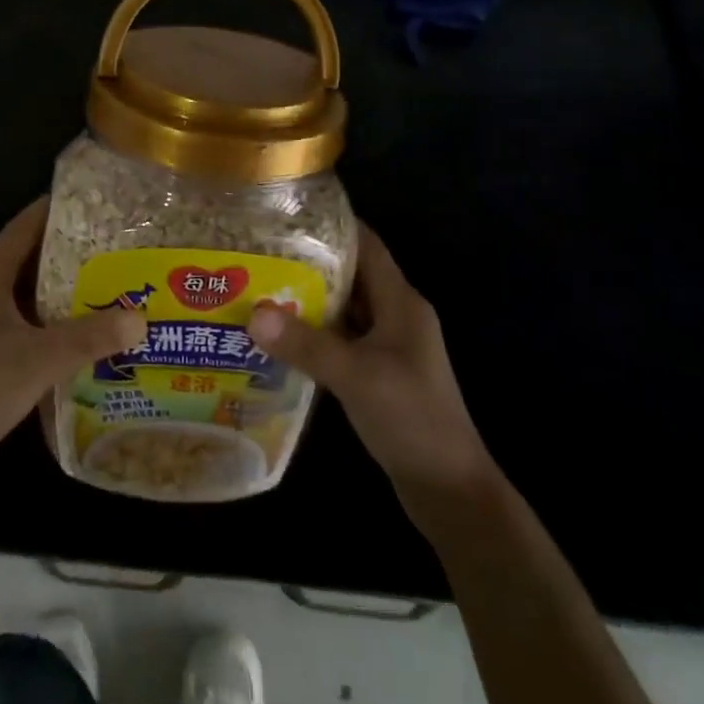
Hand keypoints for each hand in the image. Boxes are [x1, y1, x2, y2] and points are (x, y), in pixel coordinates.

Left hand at [0, 199, 147, 485]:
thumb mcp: (40, 359)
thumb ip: (91, 337)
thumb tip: (141, 318)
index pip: (24, 226)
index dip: (56, 210)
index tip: (94, 201)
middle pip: (29, 254)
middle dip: (70, 247)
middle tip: (113, 242)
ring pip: (28, 287)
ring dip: (63, 282)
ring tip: (108, 276)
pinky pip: (25, 313)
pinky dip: (52, 312)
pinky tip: (84, 322)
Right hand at [248, 224, 491, 501]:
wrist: (450, 489)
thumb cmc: (412, 419)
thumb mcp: (356, 377)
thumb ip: (306, 344)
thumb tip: (253, 313)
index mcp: (402, 302)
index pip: (367, 245)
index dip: (333, 225)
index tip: (288, 214)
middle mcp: (397, 316)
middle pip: (351, 274)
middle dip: (308, 262)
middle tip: (260, 252)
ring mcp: (389, 346)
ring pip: (344, 308)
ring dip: (308, 299)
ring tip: (259, 287)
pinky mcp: (379, 372)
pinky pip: (341, 339)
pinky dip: (313, 333)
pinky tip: (279, 337)